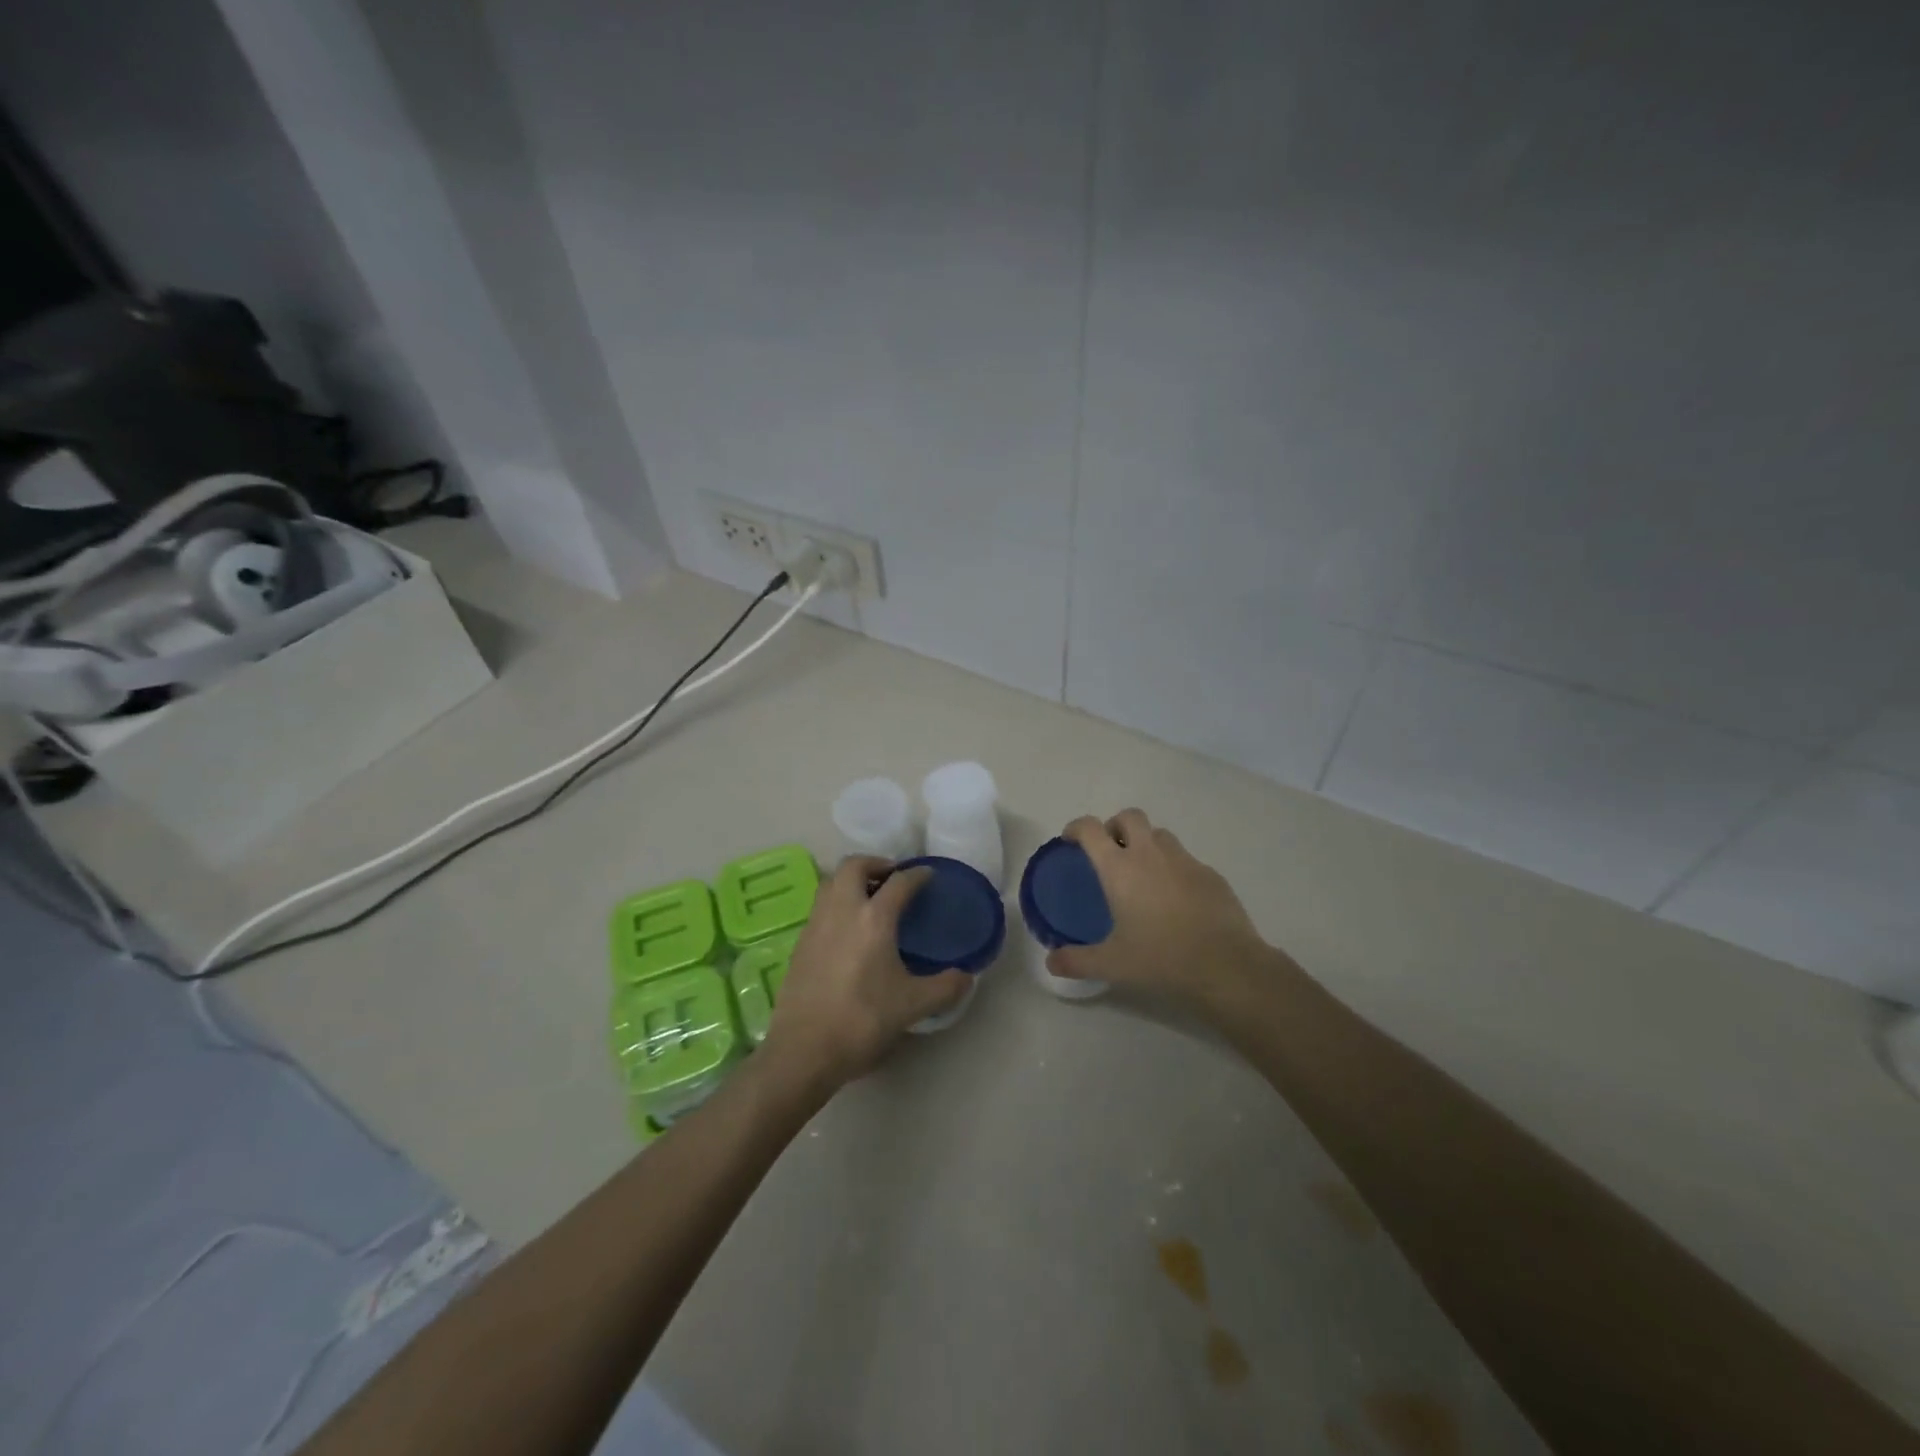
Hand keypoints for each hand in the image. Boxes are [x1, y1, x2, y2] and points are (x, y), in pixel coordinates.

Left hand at [764, 856, 970, 1087]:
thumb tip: (967, 977)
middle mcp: (842, 910)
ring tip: (871, 899)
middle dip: (876, 864)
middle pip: (854, 865)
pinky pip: (821, 907)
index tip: (929, 875)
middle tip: (894, 878)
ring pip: (831, 882)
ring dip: (852, 880)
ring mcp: (816, 924)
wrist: (804, 1050)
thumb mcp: (912, 1006)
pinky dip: (837, 903)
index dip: (918, 874)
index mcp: (874, 918)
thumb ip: (945, 988)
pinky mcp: (800, 943)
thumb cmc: (862, 1020)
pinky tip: (849, 930)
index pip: (900, 881)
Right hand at [1046, 809, 1271, 1003]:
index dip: (1076, 828)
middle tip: (1110, 852)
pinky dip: (1174, 868)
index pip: (1090, 829)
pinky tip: (1176, 899)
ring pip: (1160, 834)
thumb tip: (1051, 962)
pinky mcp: (1211, 874)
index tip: (1070, 840)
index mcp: (1120, 868)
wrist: (1227, 966)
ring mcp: (1185, 861)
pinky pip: (1186, 859)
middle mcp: (1150, 854)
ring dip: (1146, 843)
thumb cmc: (1161, 959)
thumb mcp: (1112, 965)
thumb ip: (1076, 961)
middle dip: (1115, 825)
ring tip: (1143, 874)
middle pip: (1129, 816)